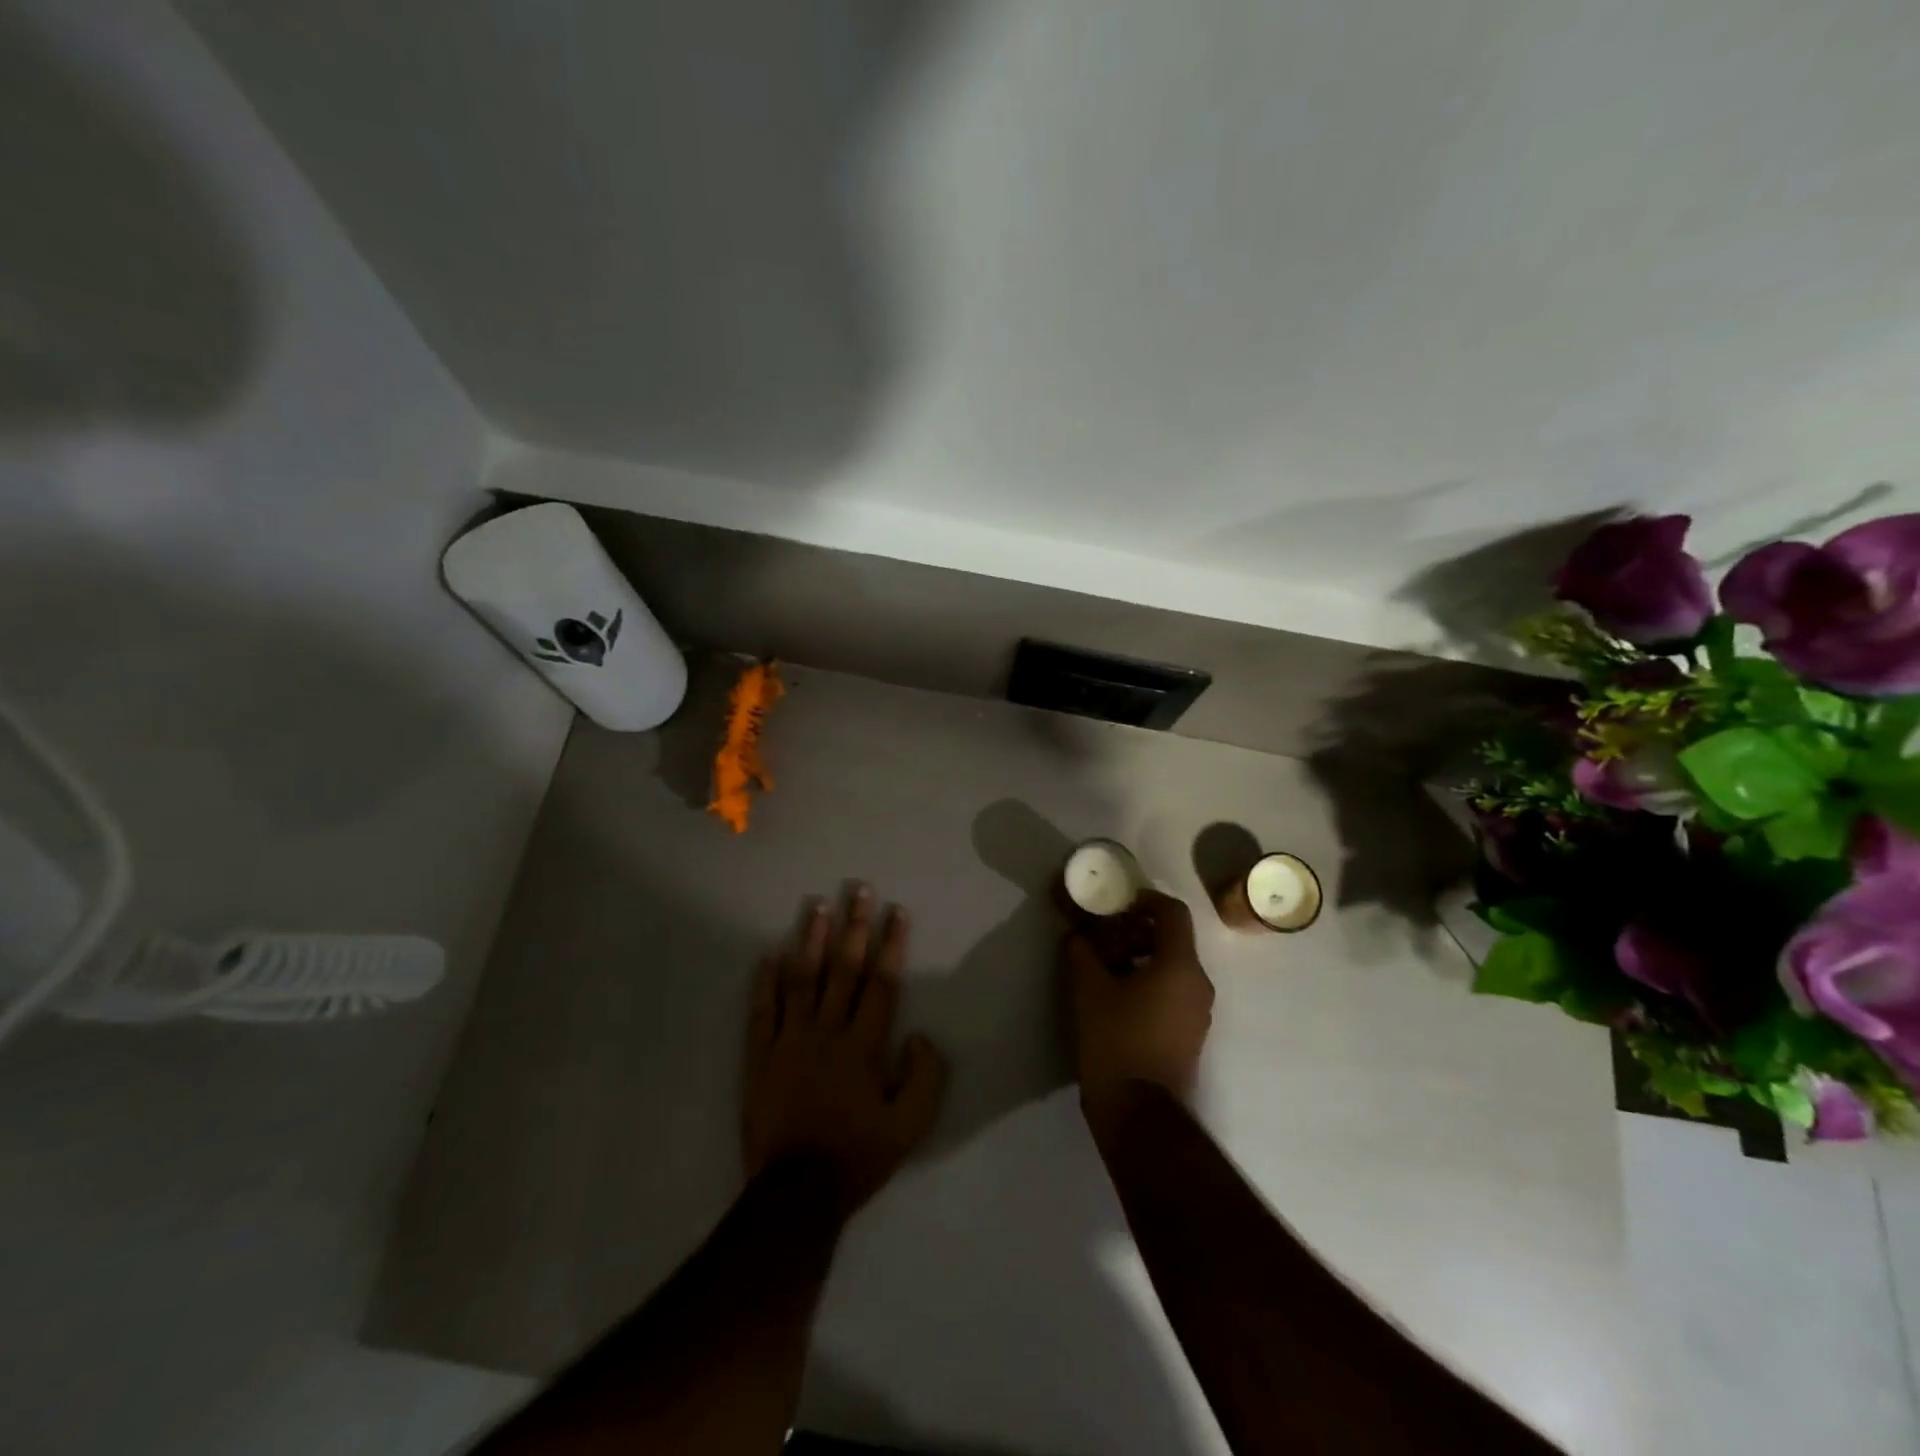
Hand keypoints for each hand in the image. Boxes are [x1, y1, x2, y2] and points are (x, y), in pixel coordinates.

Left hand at [743, 885, 948, 1214]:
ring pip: (802, 979)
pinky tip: (768, 953)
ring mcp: (790, 1041)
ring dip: (810, 940)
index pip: (881, 983)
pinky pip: (762, 1011)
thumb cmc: (857, 1156)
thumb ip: (925, 1077)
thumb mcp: (910, 1127)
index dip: (891, 944)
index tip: (897, 910)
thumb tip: (920, 1034)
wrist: (797, 1194)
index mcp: (864, 1046)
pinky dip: (765, 982)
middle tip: (858, 889)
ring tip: (817, 906)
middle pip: (843, 969)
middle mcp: (827, 1032)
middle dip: (854, 926)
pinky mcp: (760, 1056)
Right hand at [1062, 890, 1213, 1106]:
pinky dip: (1150, 982)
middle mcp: (1199, 984)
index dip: (1146, 900)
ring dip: (1142, 958)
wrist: (1138, 1112)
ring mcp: (1199, 1012)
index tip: (1118, 904)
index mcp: (1180, 966)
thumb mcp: (1089, 989)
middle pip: (1173, 940)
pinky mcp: (1190, 1035)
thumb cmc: (1116, 1040)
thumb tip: (1078, 936)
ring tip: (1106, 968)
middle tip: (1105, 938)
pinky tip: (1119, 997)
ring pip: (1173, 968)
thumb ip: (1082, 952)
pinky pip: (1174, 992)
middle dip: (1138, 932)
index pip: (1173, 913)